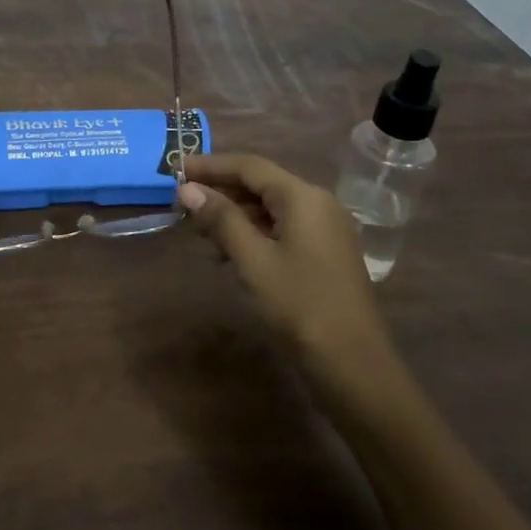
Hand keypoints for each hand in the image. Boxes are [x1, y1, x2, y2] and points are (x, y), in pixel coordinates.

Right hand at [178, 153, 406, 400]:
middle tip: (182, 203)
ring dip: (234, 214)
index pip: (250, 166)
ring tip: (199, 231)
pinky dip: (253, 232)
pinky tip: (228, 253)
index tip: (176, 170)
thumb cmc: (300, 305)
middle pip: (262, 183)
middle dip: (221, 190)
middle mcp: (318, 204)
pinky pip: (282, 228)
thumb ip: (221, 219)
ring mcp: (325, 229)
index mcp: (303, 197)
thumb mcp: (253, 260)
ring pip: (271, 208)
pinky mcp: (324, 253)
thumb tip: (188, 189)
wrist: (353, 364)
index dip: (211, 165)